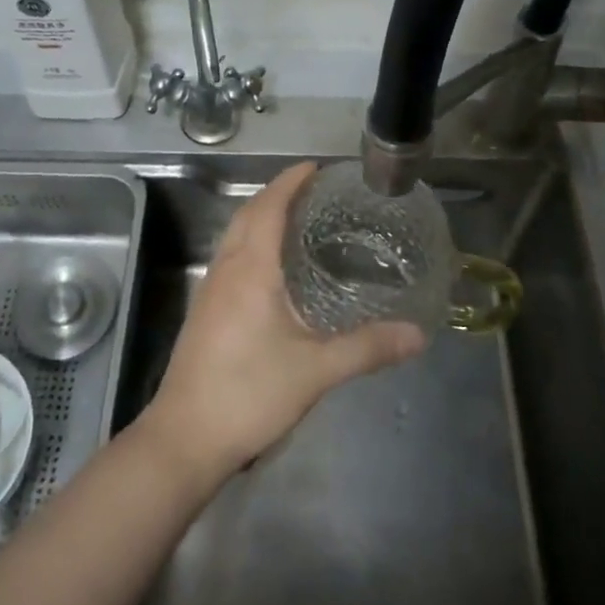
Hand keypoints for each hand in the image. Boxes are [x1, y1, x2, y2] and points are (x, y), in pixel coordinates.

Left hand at [140, 162, 425, 483]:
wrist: (186, 436)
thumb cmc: (249, 393)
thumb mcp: (315, 370)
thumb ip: (367, 348)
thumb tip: (418, 334)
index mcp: (250, 268)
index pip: (268, 206)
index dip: (290, 181)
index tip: (316, 168)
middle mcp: (226, 268)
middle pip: (248, 214)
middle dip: (277, 194)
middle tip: (314, 191)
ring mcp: (210, 289)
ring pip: (235, 235)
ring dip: (261, 217)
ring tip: (298, 220)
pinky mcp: (205, 310)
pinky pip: (230, 257)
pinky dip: (252, 243)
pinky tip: (273, 269)